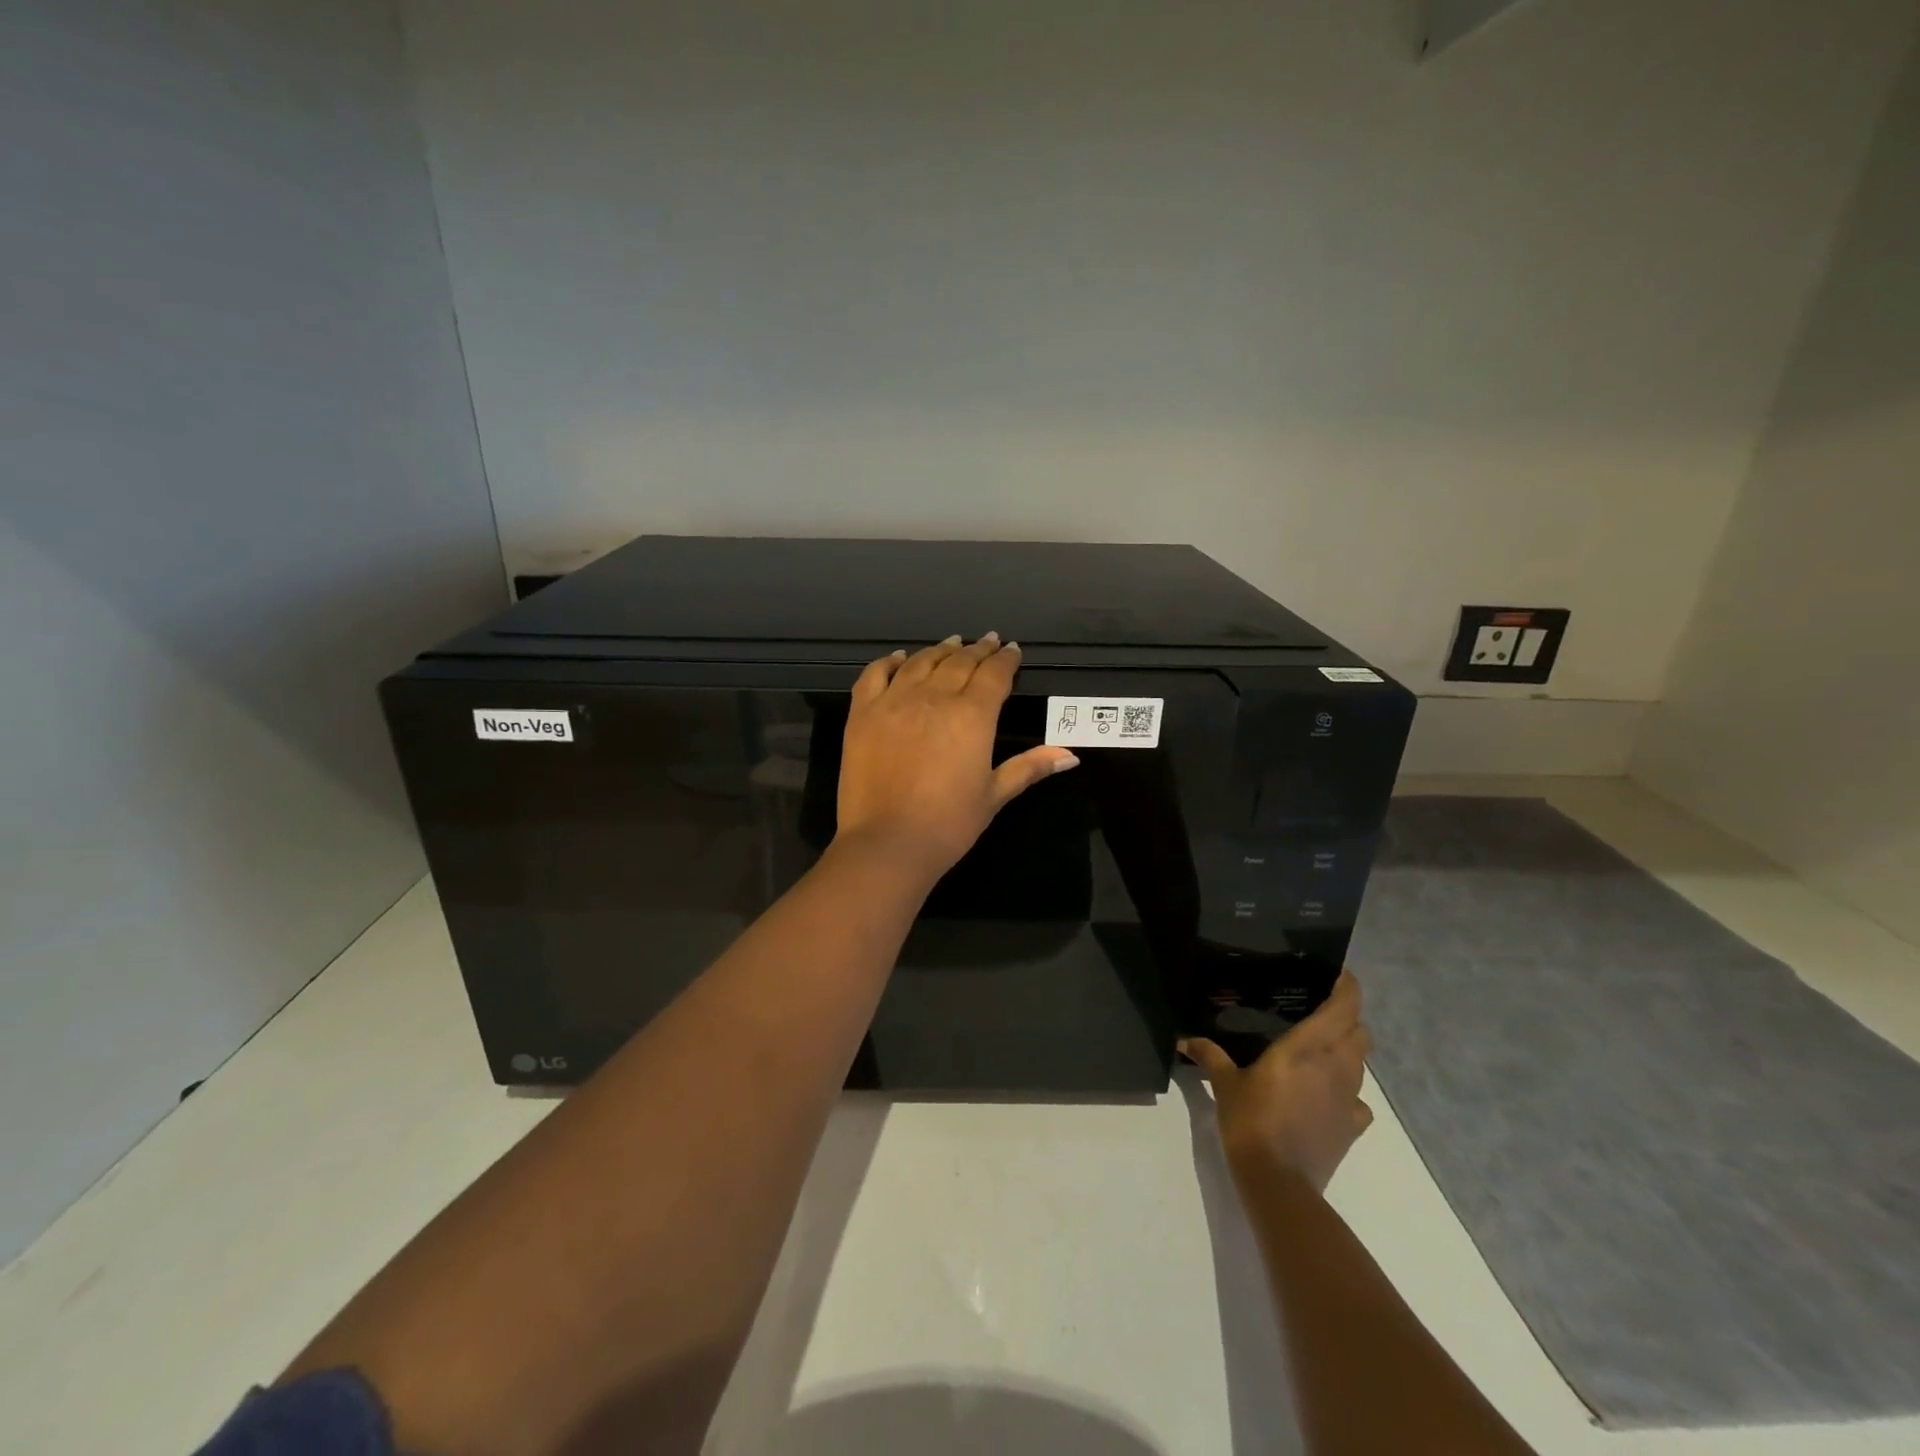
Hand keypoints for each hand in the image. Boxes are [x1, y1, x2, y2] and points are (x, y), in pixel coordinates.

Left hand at [834, 633, 1078, 881]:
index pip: (994, 675)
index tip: (1011, 650)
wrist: (887, 842)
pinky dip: (890, 661)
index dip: (1005, 660)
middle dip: (978, 650)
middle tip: (987, 642)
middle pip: (959, 662)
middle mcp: (934, 697)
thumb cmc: (949, 824)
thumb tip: (1069, 755)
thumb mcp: (994, 795)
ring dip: (940, 650)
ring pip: (921, 662)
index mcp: (972, 716)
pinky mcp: (863, 713)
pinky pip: (875, 674)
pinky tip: (900, 658)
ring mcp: (894, 701)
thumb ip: (1029, 767)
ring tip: (952, 643)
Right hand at [1180, 970, 1373, 1193]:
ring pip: (1361, 1063)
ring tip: (1320, 1049)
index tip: (1337, 973)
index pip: (1344, 1007)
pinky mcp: (1352, 1127)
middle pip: (1360, 1032)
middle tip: (1321, 1011)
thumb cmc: (1251, 1122)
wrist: (1279, 1183)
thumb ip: (1210, 1055)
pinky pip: (1359, 1100)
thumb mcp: (1224, 1084)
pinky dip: (1347, 1091)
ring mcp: (1349, 1099)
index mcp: (1308, 1048)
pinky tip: (1325, 1095)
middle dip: (1348, 1018)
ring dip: (1348, 1051)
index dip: (1348, 987)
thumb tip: (1184, 1039)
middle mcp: (1336, 1067)